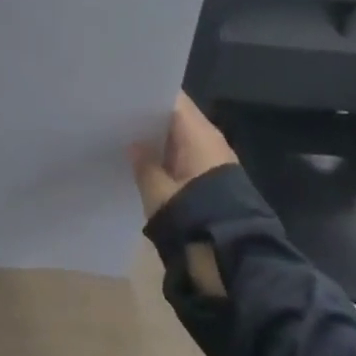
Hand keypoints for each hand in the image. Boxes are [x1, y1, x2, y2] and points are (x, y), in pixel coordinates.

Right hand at [132, 94, 236, 296]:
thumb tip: (134, 144)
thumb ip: (143, 163)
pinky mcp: (217, 181)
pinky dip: (171, 158)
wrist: (235, 262)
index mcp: (198, 131)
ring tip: (129, 139)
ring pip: (183, 139)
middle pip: (177, 117)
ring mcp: (216, 160)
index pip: (172, 98)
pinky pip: (189, 157)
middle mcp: (210, 138)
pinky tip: (150, 165)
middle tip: (120, 117)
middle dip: (151, 118)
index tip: (124, 93)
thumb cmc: (193, 216)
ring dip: (161, 141)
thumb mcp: (158, 192)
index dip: (148, 93)